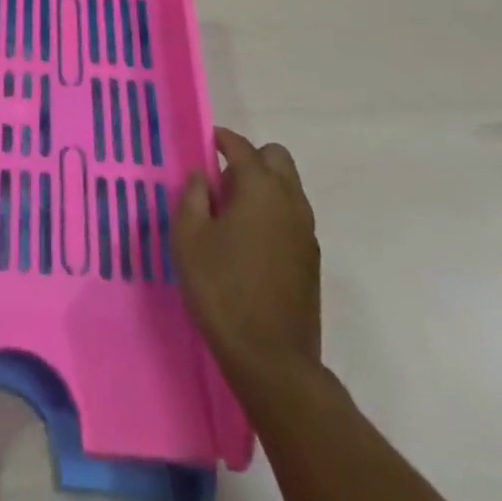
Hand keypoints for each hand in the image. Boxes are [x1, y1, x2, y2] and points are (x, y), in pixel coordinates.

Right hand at [174, 127, 320, 383]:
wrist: (272, 361)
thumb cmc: (222, 290)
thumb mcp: (189, 238)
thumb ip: (193, 197)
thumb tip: (203, 177)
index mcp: (261, 188)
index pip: (242, 147)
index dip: (222, 139)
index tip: (206, 142)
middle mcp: (290, 201)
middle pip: (276, 158)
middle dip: (251, 158)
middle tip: (222, 180)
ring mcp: (307, 232)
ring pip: (289, 187)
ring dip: (264, 186)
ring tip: (232, 212)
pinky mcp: (312, 261)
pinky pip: (293, 216)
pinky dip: (274, 212)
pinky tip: (250, 240)